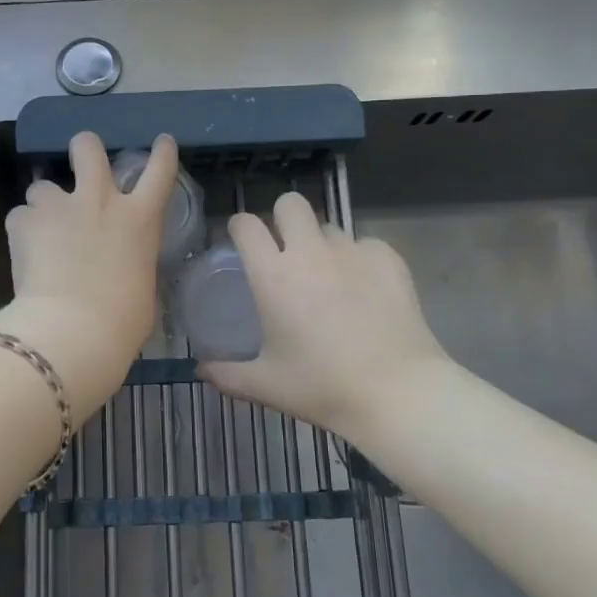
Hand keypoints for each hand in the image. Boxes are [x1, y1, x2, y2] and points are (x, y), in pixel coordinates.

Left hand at [0, 132, 177, 419]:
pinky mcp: (24, 221)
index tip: (162, 142)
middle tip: (80, 160)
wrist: (73, 330)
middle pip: (89, 148)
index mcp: (139, 219)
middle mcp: (100, 200)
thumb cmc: (122, 321)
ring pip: (43, 185)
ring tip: (42, 230)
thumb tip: (120, 269)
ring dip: (44, 203)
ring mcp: (59, 206)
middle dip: (84, 148)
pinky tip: (24, 253)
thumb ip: (131, 265)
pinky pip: (20, 216)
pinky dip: (22, 231)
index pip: (159, 171)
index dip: (162, 153)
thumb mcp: (142, 289)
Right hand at [200, 192, 453, 437]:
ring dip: (321, 243)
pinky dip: (360, 259)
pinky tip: (364, 288)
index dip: (239, 228)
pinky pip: (365, 244)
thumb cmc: (322, 387)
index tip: (241, 243)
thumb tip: (199, 370)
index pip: (245, 224)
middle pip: (290, 203)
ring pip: (329, 226)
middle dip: (283, 219)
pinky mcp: (387, 259)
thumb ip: (226, 374)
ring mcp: (352, 251)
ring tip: (328, 278)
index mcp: (273, 274)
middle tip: (285, 251)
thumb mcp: (266, 385)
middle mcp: (309, 251)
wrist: (396, 393)